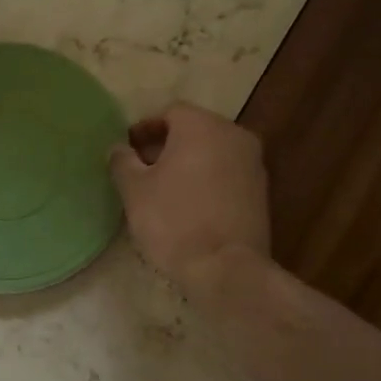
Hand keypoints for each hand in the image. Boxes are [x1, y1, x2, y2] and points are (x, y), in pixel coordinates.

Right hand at [109, 102, 270, 298]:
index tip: (127, 150)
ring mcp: (253, 164)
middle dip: (166, 146)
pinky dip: (207, 181)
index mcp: (202, 126)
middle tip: (141, 170)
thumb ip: (122, 161)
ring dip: (188, 164)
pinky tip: (189, 206)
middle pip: (194, 130)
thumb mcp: (134, 191)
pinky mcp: (261, 192)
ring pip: (212, 153)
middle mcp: (234, 135)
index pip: (170, 112)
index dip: (145, 129)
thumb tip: (119, 149)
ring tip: (163, 190)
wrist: (225, 268)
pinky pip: (227, 175)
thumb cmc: (174, 221)